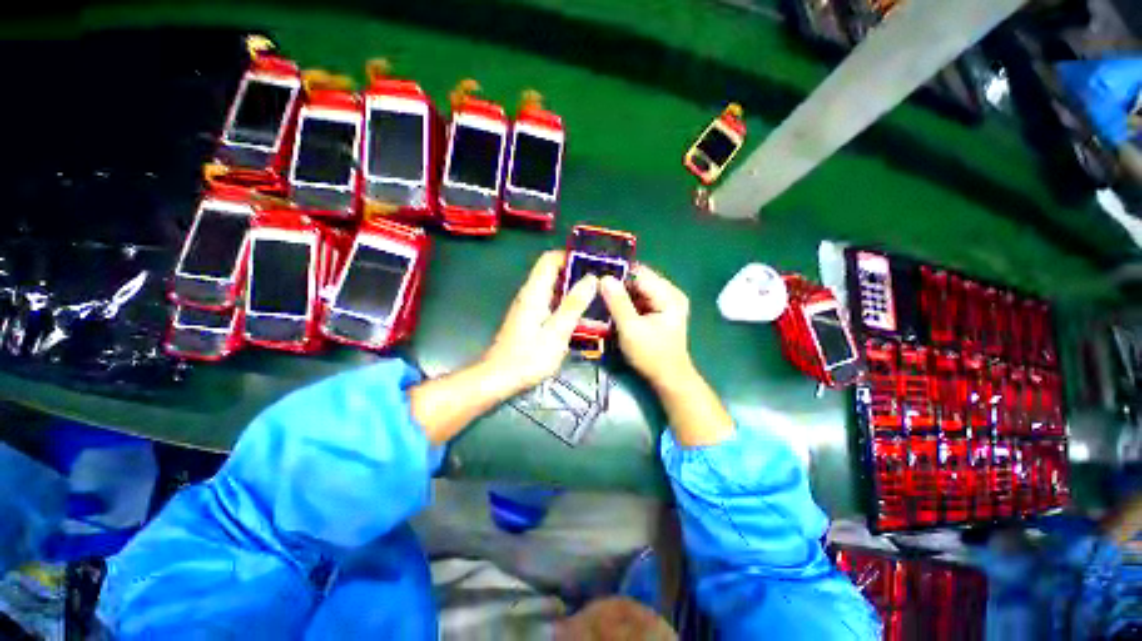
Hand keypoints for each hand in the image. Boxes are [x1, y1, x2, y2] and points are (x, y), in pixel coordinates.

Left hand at [481, 251, 598, 393]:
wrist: (499, 378)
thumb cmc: (528, 357)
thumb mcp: (557, 332)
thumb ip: (574, 305)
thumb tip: (591, 278)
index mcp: (534, 292)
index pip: (550, 259)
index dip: (571, 256)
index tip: (593, 263)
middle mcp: (530, 294)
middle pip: (552, 272)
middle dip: (576, 272)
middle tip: (601, 281)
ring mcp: (529, 306)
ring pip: (553, 287)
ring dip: (573, 288)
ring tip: (597, 295)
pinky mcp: (530, 318)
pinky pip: (551, 301)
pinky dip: (566, 302)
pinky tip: (581, 314)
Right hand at [600, 263, 733, 446]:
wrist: (669, 379)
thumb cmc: (652, 355)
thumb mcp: (631, 329)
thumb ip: (618, 303)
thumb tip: (604, 278)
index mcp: (669, 295)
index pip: (640, 273)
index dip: (617, 273)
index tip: (595, 276)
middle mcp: (669, 293)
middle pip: (639, 280)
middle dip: (617, 283)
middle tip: (594, 286)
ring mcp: (665, 302)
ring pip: (637, 289)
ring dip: (619, 293)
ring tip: (598, 294)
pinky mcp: (658, 311)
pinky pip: (638, 299)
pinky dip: (625, 302)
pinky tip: (610, 306)